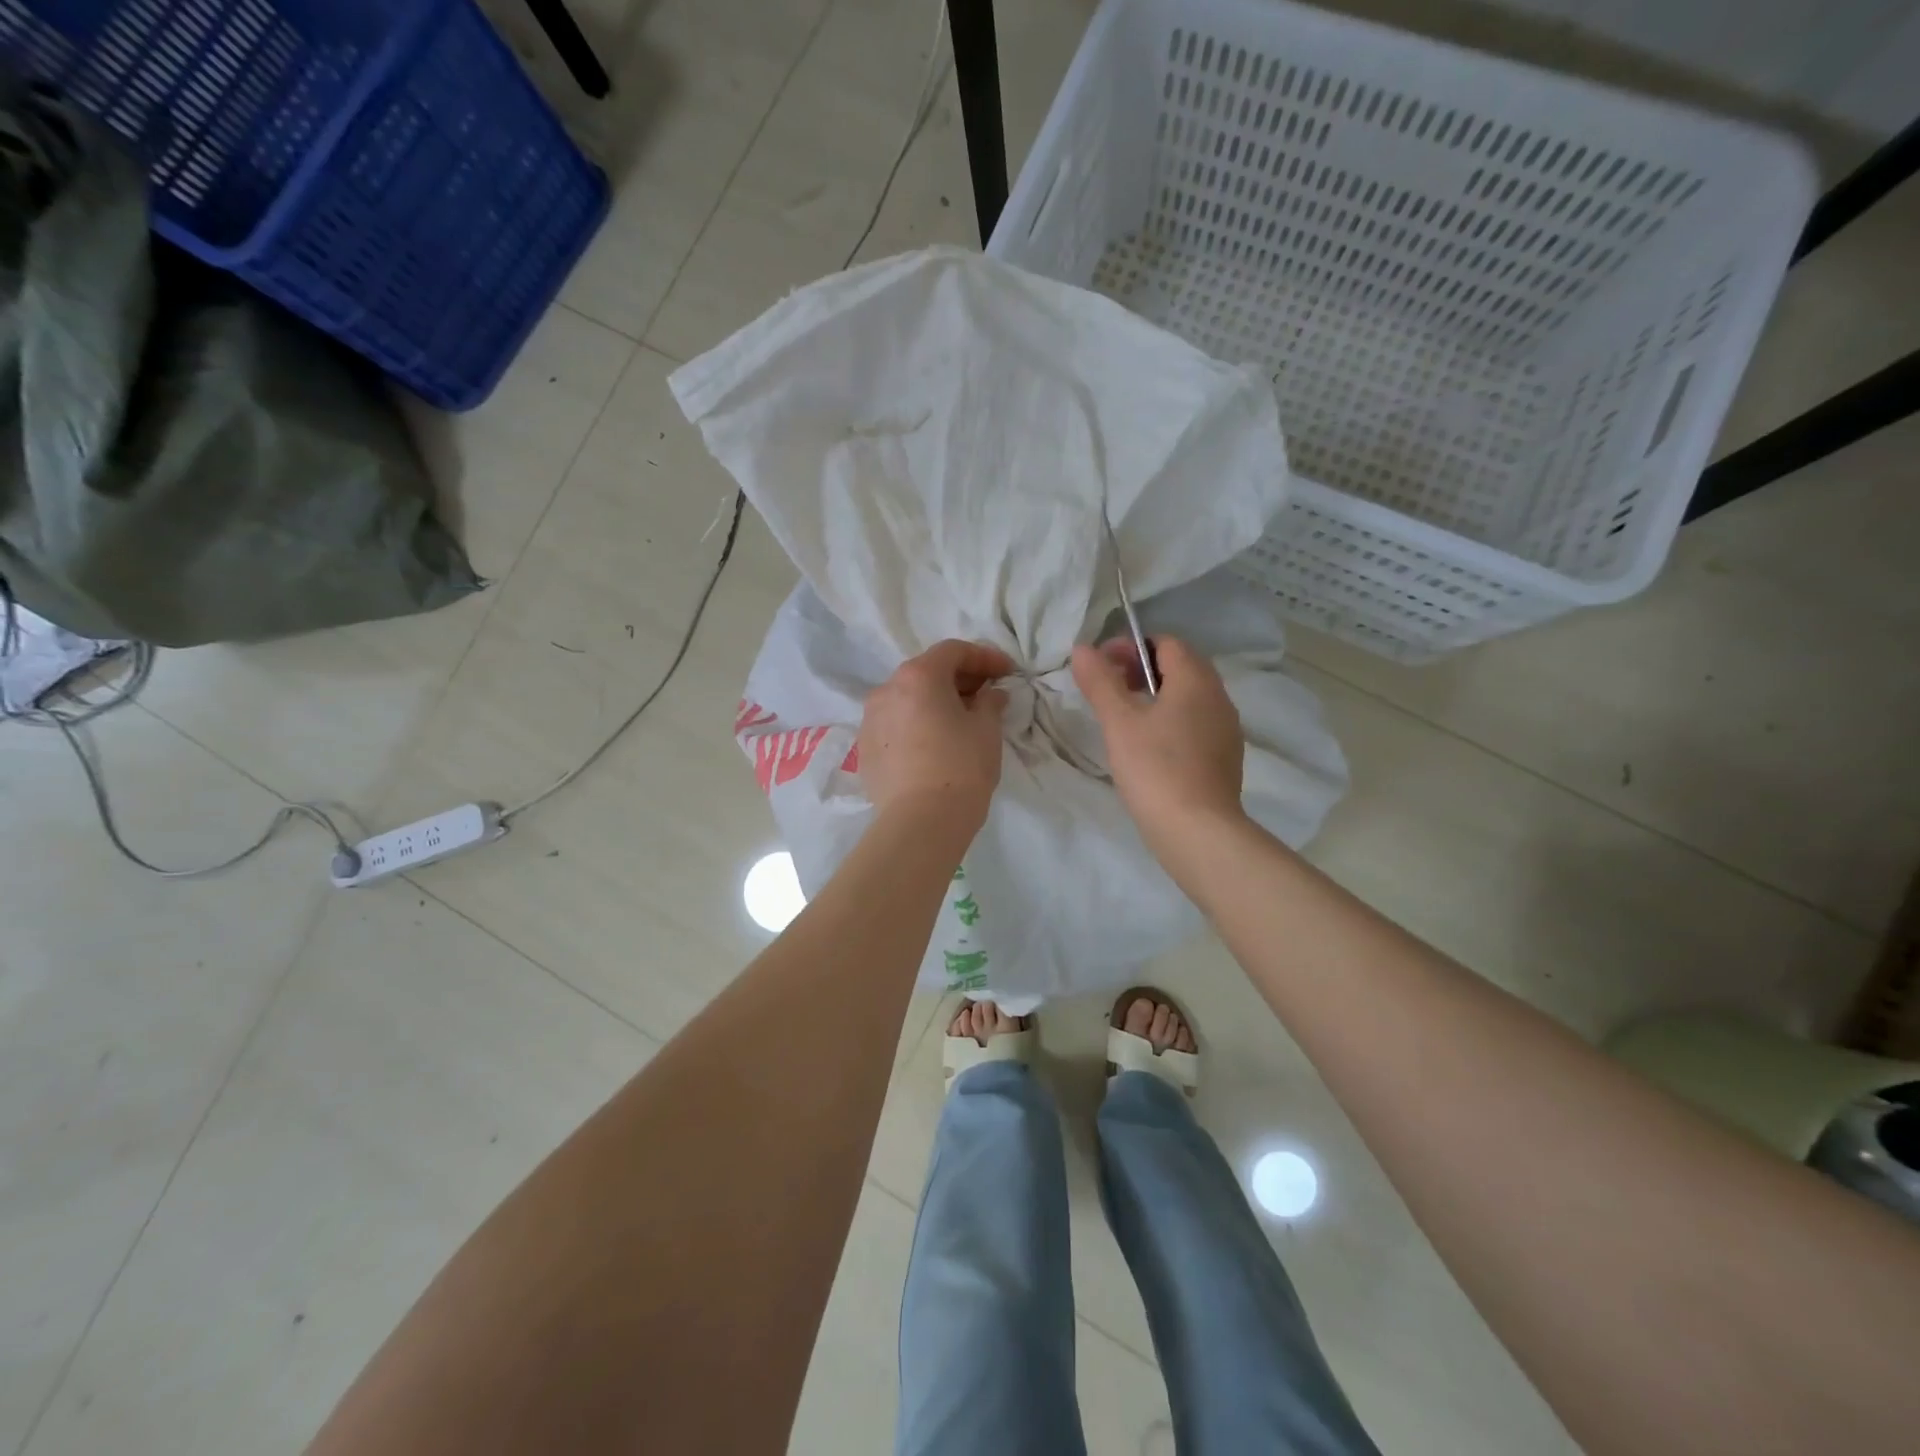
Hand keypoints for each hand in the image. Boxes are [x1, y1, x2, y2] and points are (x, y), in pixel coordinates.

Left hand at [859, 640, 1013, 831]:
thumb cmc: (961, 767)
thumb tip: (991, 694)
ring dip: (934, 700)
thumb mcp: (986, 730)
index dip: (984, 657)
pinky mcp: (864, 748)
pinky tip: (934, 742)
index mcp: (918, 676)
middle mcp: (886, 689)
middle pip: (926, 671)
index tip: (1007, 672)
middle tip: (986, 694)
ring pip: (907, 698)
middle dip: (959, 678)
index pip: (953, 651)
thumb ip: (990, 702)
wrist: (920, 822)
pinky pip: (895, 724)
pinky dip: (916, 723)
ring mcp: (870, 719)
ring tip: (960, 719)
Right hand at [1071, 635, 1245, 853]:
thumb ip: (1100, 682)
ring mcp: (1226, 729)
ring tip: (1125, 719)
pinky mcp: (1225, 758)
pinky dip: (1172, 722)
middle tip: (1110, 690)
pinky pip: (1197, 724)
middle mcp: (1219, 698)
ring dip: (1157, 696)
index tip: (1102, 667)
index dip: (1131, 647)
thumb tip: (1082, 648)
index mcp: (1196, 681)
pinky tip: (1150, 748)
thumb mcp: (1119, 722)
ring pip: (1189, 697)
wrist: (1197, 831)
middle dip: (1143, 670)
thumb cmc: (1155, 768)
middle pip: (1181, 667)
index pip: (1167, 643)